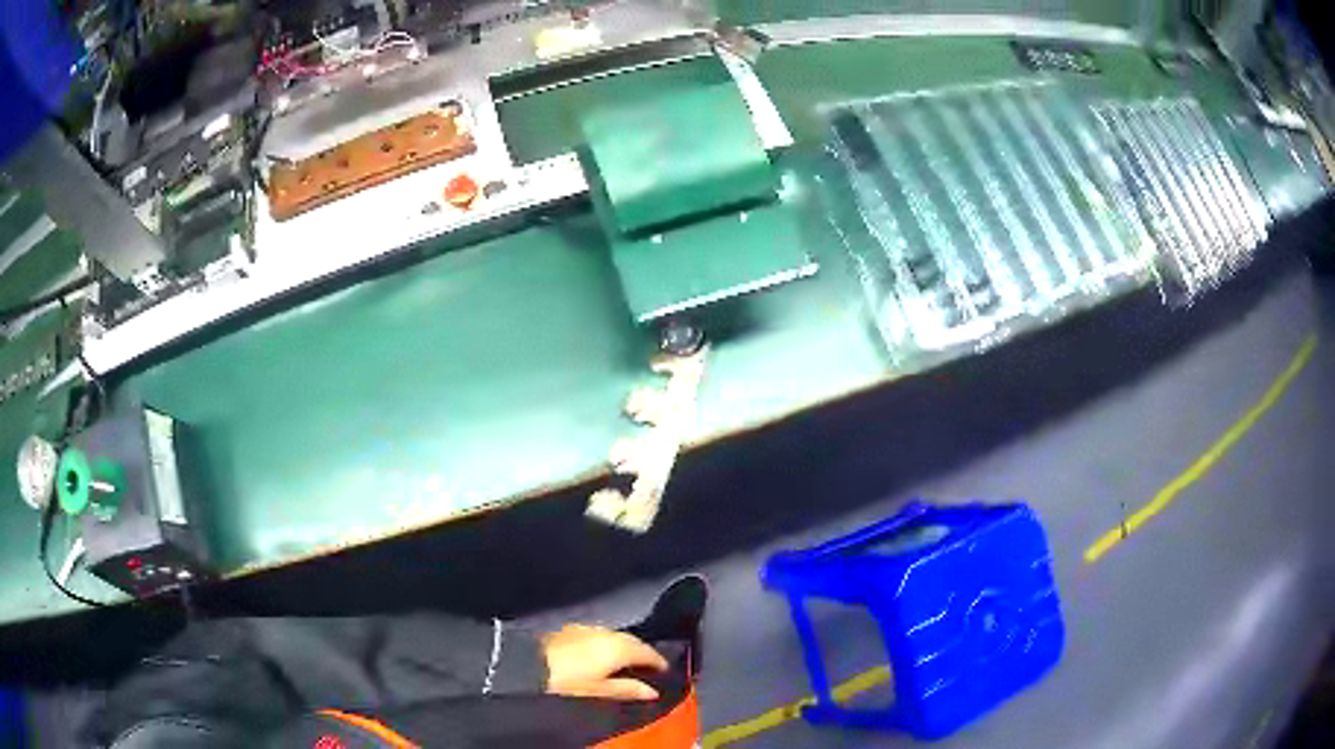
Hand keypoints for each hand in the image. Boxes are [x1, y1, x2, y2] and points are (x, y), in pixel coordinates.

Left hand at [541, 624, 668, 700]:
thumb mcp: (599, 690)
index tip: (665, 669)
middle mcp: (606, 633)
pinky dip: (607, 643)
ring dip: (625, 645)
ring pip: (615, 635)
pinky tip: (602, 653)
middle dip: (643, 651)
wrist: (528, 665)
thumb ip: (627, 689)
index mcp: (618, 648)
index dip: (658, 661)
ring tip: (627, 660)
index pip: (647, 652)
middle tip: (649, 665)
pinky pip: (599, 634)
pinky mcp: (571, 628)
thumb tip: (652, 691)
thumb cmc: (567, 681)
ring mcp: (587, 628)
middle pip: (633, 640)